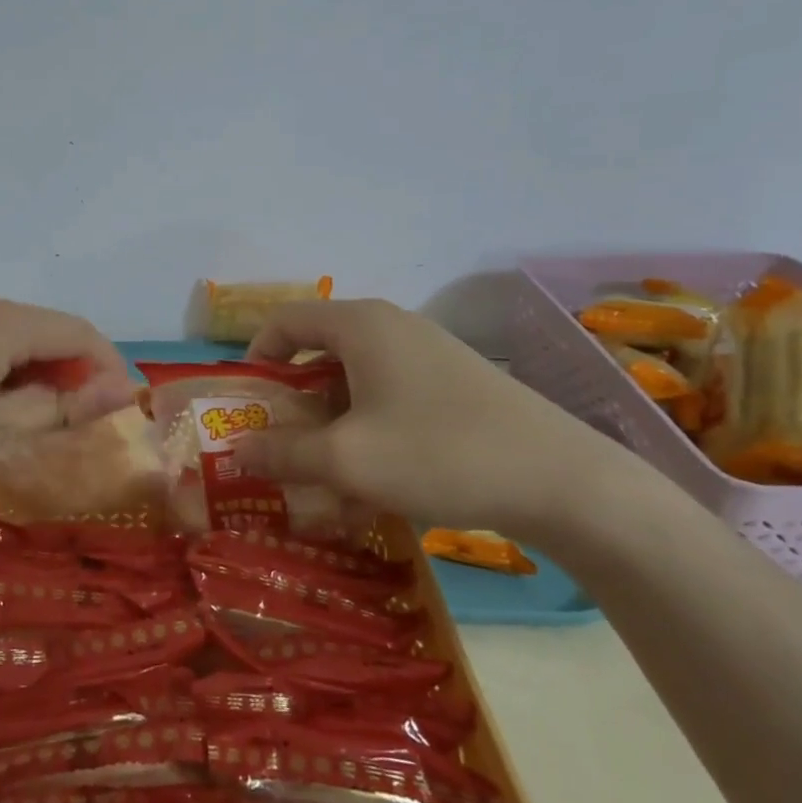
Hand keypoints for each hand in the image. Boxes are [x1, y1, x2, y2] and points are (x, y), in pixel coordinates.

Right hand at [231, 298, 632, 547]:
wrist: (563, 482)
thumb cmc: (438, 454)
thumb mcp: (346, 460)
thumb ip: (283, 452)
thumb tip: (238, 450)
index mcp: (361, 325)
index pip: (285, 320)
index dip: (256, 358)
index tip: (247, 405)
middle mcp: (392, 328)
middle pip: (318, 352)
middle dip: (293, 402)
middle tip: (281, 447)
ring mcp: (428, 355)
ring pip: (355, 383)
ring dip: (330, 425)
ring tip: (327, 478)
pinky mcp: (454, 385)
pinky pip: (389, 399)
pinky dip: (368, 432)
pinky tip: (375, 482)